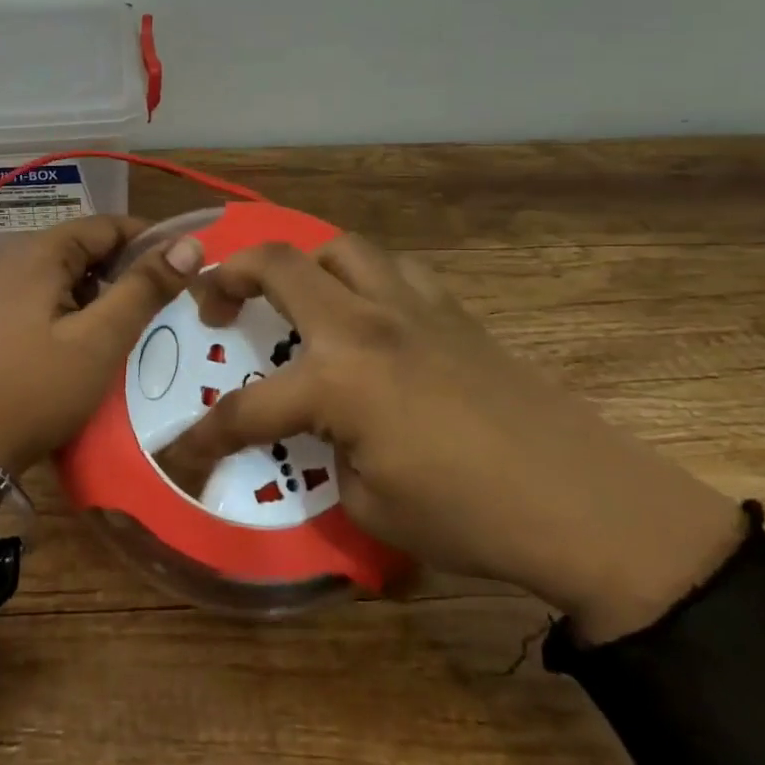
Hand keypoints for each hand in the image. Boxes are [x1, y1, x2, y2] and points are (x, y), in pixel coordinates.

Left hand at [0, 215, 204, 486]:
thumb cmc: (38, 388)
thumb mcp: (101, 339)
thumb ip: (145, 288)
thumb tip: (188, 243)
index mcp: (39, 252)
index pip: (108, 224)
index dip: (152, 241)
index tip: (188, 269)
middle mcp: (17, 259)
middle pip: (87, 247)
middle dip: (130, 269)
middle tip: (169, 300)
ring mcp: (3, 288)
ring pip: (70, 275)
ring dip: (106, 292)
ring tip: (140, 322)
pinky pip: (51, 297)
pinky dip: (80, 309)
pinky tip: (97, 340)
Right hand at [156, 236, 744, 641]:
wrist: (586, 504)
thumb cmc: (470, 516)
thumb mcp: (370, 506)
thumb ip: (328, 456)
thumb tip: (324, 434)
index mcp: (338, 381)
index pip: (246, 409)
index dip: (202, 438)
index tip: (177, 455)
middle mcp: (365, 326)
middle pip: (279, 263)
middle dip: (229, 275)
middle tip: (214, 304)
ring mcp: (412, 308)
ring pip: (341, 248)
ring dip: (304, 265)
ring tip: (297, 300)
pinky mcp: (453, 311)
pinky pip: (394, 272)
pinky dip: (365, 280)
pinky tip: (369, 316)